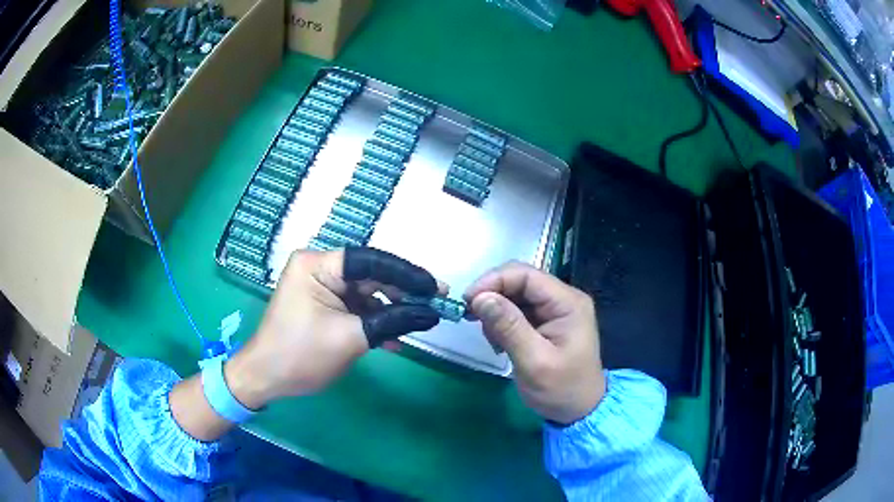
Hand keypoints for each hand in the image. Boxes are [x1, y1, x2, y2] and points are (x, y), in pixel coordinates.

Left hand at [225, 248, 442, 409]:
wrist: (267, 379)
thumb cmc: (301, 354)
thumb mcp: (351, 338)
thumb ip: (394, 321)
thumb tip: (432, 313)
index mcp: (317, 265)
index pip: (370, 261)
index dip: (406, 273)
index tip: (435, 287)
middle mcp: (319, 268)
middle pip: (370, 276)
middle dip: (403, 294)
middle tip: (436, 305)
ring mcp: (321, 287)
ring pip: (367, 294)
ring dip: (391, 312)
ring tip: (421, 324)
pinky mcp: (323, 305)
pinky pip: (356, 308)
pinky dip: (375, 323)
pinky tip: (394, 341)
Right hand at [465, 262, 604, 423]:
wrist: (579, 411)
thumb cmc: (561, 389)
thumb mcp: (534, 362)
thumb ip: (509, 327)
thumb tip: (480, 298)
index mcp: (567, 302)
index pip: (526, 274)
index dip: (494, 281)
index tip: (468, 301)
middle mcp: (562, 298)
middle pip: (519, 280)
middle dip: (492, 296)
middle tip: (471, 319)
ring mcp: (555, 309)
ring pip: (515, 294)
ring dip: (496, 311)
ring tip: (493, 341)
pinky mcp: (546, 321)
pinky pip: (517, 310)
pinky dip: (502, 322)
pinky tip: (500, 343)